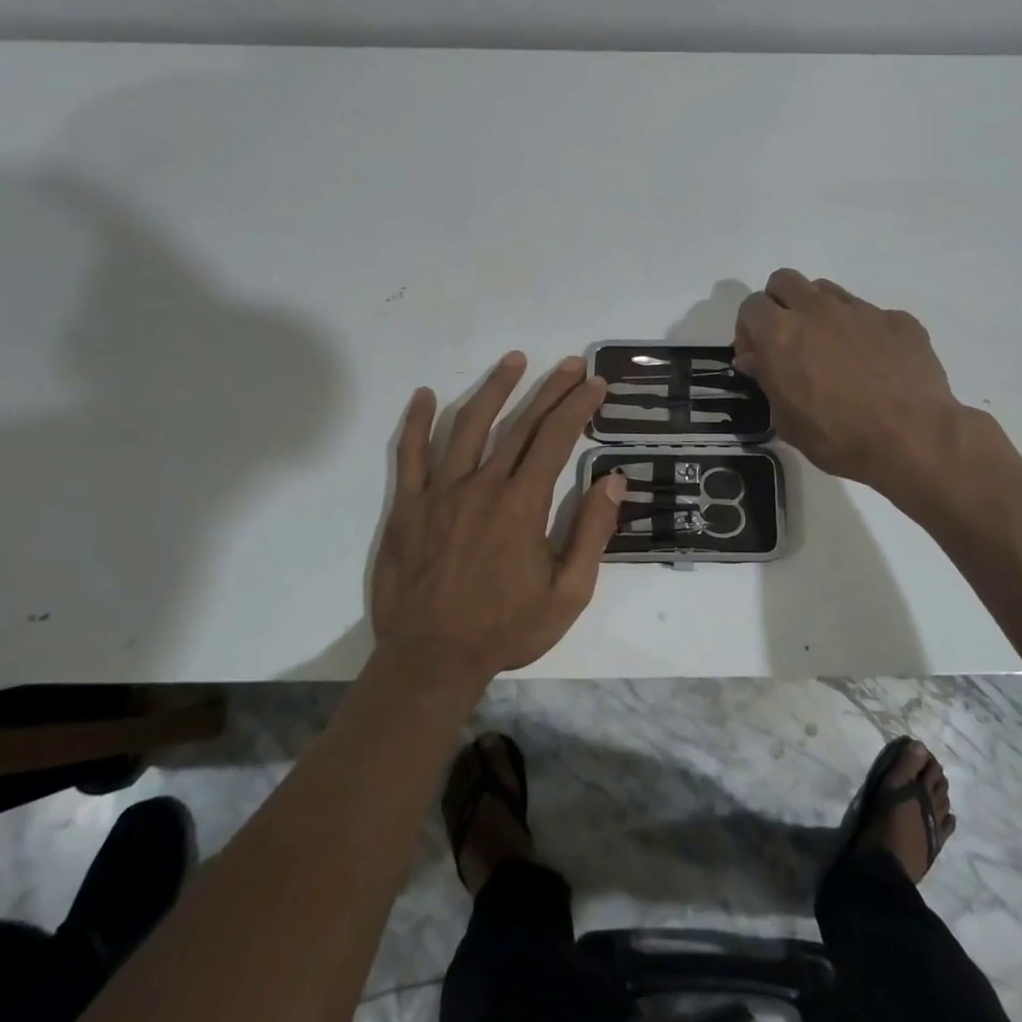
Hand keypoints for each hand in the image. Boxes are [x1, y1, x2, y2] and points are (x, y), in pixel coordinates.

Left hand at [370, 353, 625, 684]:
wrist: (431, 661)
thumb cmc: (506, 629)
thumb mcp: (568, 593)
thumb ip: (592, 533)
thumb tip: (613, 479)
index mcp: (522, 504)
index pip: (556, 438)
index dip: (578, 406)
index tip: (596, 384)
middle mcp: (483, 485)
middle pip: (520, 424)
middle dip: (550, 389)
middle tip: (571, 365)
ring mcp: (441, 492)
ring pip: (467, 425)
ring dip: (494, 389)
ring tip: (514, 360)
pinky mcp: (408, 507)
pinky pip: (410, 455)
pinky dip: (415, 422)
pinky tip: (423, 396)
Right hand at [735, 270, 1002, 499]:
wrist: (913, 439)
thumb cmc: (839, 438)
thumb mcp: (788, 420)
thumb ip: (767, 380)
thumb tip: (755, 358)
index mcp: (782, 334)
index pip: (751, 306)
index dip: (749, 329)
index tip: (757, 356)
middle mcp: (818, 310)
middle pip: (784, 281)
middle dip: (779, 305)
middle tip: (789, 342)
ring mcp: (861, 310)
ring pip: (826, 291)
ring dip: (819, 312)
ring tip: (832, 351)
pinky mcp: (897, 319)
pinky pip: (869, 314)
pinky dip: (862, 331)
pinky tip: (875, 364)